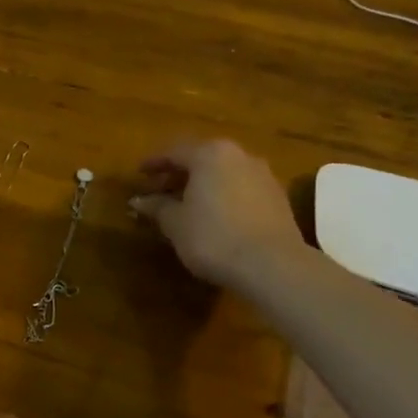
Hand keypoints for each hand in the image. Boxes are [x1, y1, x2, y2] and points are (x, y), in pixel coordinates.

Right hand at [130, 138, 307, 290]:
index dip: (154, 163)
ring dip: (203, 186)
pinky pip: (241, 189)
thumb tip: (139, 201)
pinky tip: (215, 217)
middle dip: (179, 174)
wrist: (273, 265)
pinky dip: (224, 197)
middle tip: (159, 190)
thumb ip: (157, 207)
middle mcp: (239, 156)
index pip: (174, 152)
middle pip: (201, 159)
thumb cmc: (213, 237)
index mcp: (209, 154)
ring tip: (186, 205)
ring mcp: (263, 176)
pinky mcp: (278, 199)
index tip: (139, 174)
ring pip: (224, 174)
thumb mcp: (175, 223)